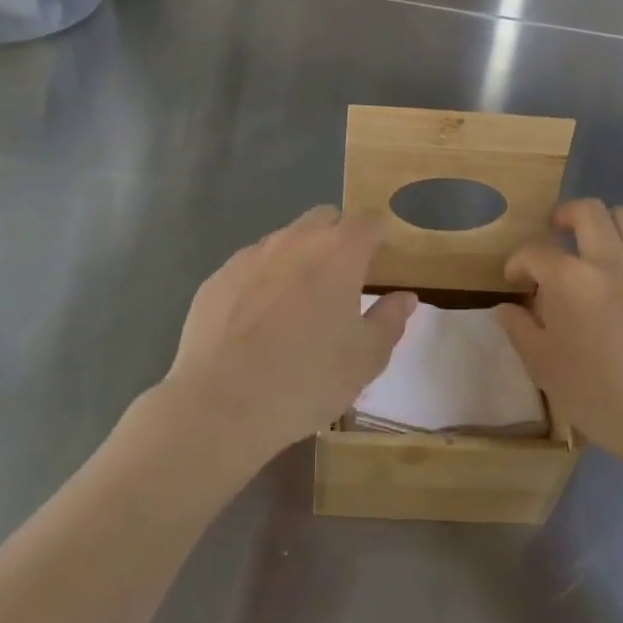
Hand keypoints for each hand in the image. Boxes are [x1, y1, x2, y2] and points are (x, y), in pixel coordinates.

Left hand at [161, 207, 416, 472]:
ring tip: (297, 306)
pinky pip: (250, 266)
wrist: (220, 404)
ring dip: (298, 258)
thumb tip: (405, 298)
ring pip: (284, 240)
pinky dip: (262, 281)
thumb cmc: (306, 380)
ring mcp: (250, 256)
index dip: (379, 233)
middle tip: (342, 281)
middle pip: (324, 218)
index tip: (382, 257)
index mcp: (338, 253)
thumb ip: (389, 320)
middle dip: (338, 238)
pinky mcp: (217, 277)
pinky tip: (257, 322)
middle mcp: (293, 240)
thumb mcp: (365, 360)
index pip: (368, 220)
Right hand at [495, 200, 622, 476]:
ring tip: (596, 244)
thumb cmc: (596, 395)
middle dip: (563, 217)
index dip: (518, 262)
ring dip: (607, 223)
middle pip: (586, 211)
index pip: (534, 251)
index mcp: (569, 279)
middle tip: (555, 238)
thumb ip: (519, 328)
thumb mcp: (542, 365)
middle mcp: (609, 261)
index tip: (516, 283)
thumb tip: (506, 307)